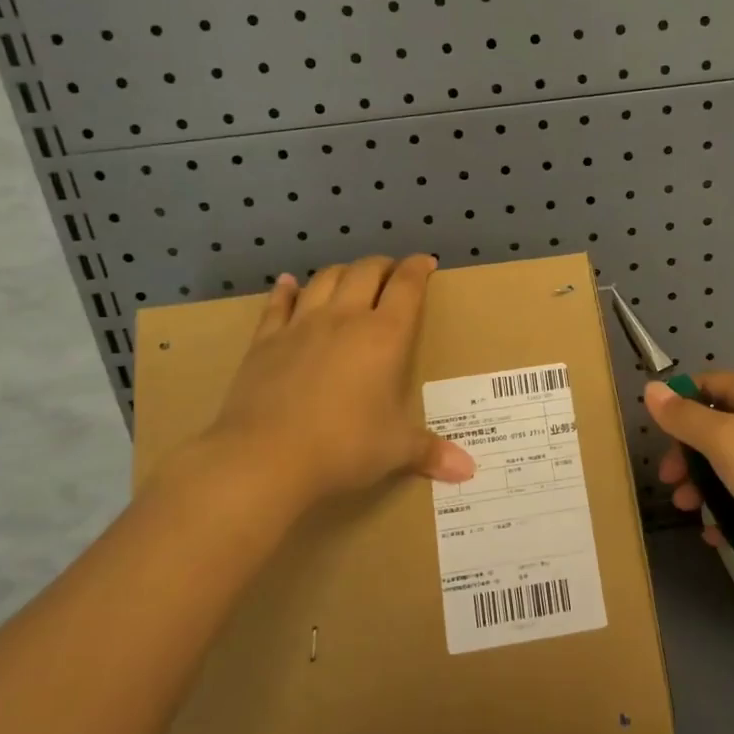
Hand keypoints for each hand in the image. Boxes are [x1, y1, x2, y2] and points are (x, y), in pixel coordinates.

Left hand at [182, 254, 474, 514]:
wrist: (264, 457)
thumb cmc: (344, 447)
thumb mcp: (395, 450)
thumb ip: (431, 452)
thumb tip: (468, 470)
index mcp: (384, 336)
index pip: (406, 286)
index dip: (417, 269)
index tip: (425, 262)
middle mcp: (345, 319)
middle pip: (365, 272)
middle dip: (382, 266)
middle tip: (391, 272)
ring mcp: (301, 326)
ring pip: (324, 280)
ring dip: (341, 272)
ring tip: (350, 276)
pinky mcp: (265, 341)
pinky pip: (277, 305)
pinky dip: (286, 291)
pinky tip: (288, 284)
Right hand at [644, 373, 733, 586]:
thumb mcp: (724, 442)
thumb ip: (685, 417)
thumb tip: (652, 388)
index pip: (709, 384)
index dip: (681, 402)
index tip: (660, 432)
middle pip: (718, 428)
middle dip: (688, 454)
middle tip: (670, 481)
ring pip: (733, 466)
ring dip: (705, 486)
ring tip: (689, 511)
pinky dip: (731, 511)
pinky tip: (718, 535)